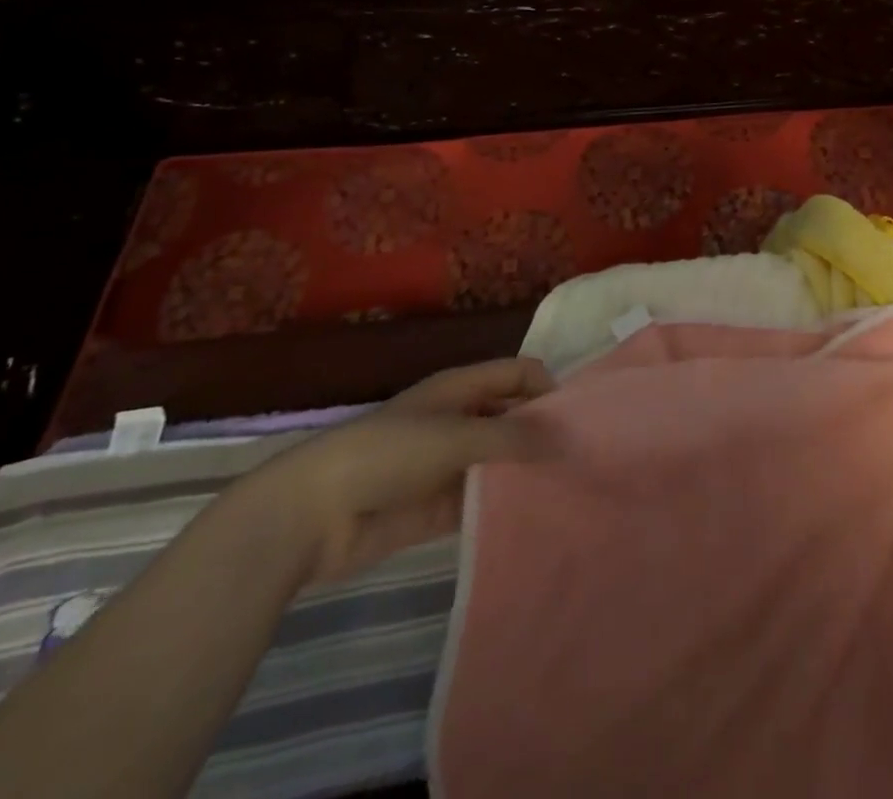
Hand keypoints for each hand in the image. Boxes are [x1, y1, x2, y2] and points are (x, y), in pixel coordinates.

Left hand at [239, 358, 557, 586]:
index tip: (576, 420)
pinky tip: (532, 519)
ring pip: (498, 461)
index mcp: (461, 387)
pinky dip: (502, 506)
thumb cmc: (388, 454)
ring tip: (566, 492)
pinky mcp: (435, 507)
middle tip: (581, 460)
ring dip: (524, 473)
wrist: (312, 516)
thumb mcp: (457, 436)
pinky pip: (479, 501)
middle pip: (512, 416)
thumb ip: (513, 437)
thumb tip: (566, 440)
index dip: (548, 388)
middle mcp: (458, 418)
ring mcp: (447, 464)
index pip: (518, 373)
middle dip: (541, 433)